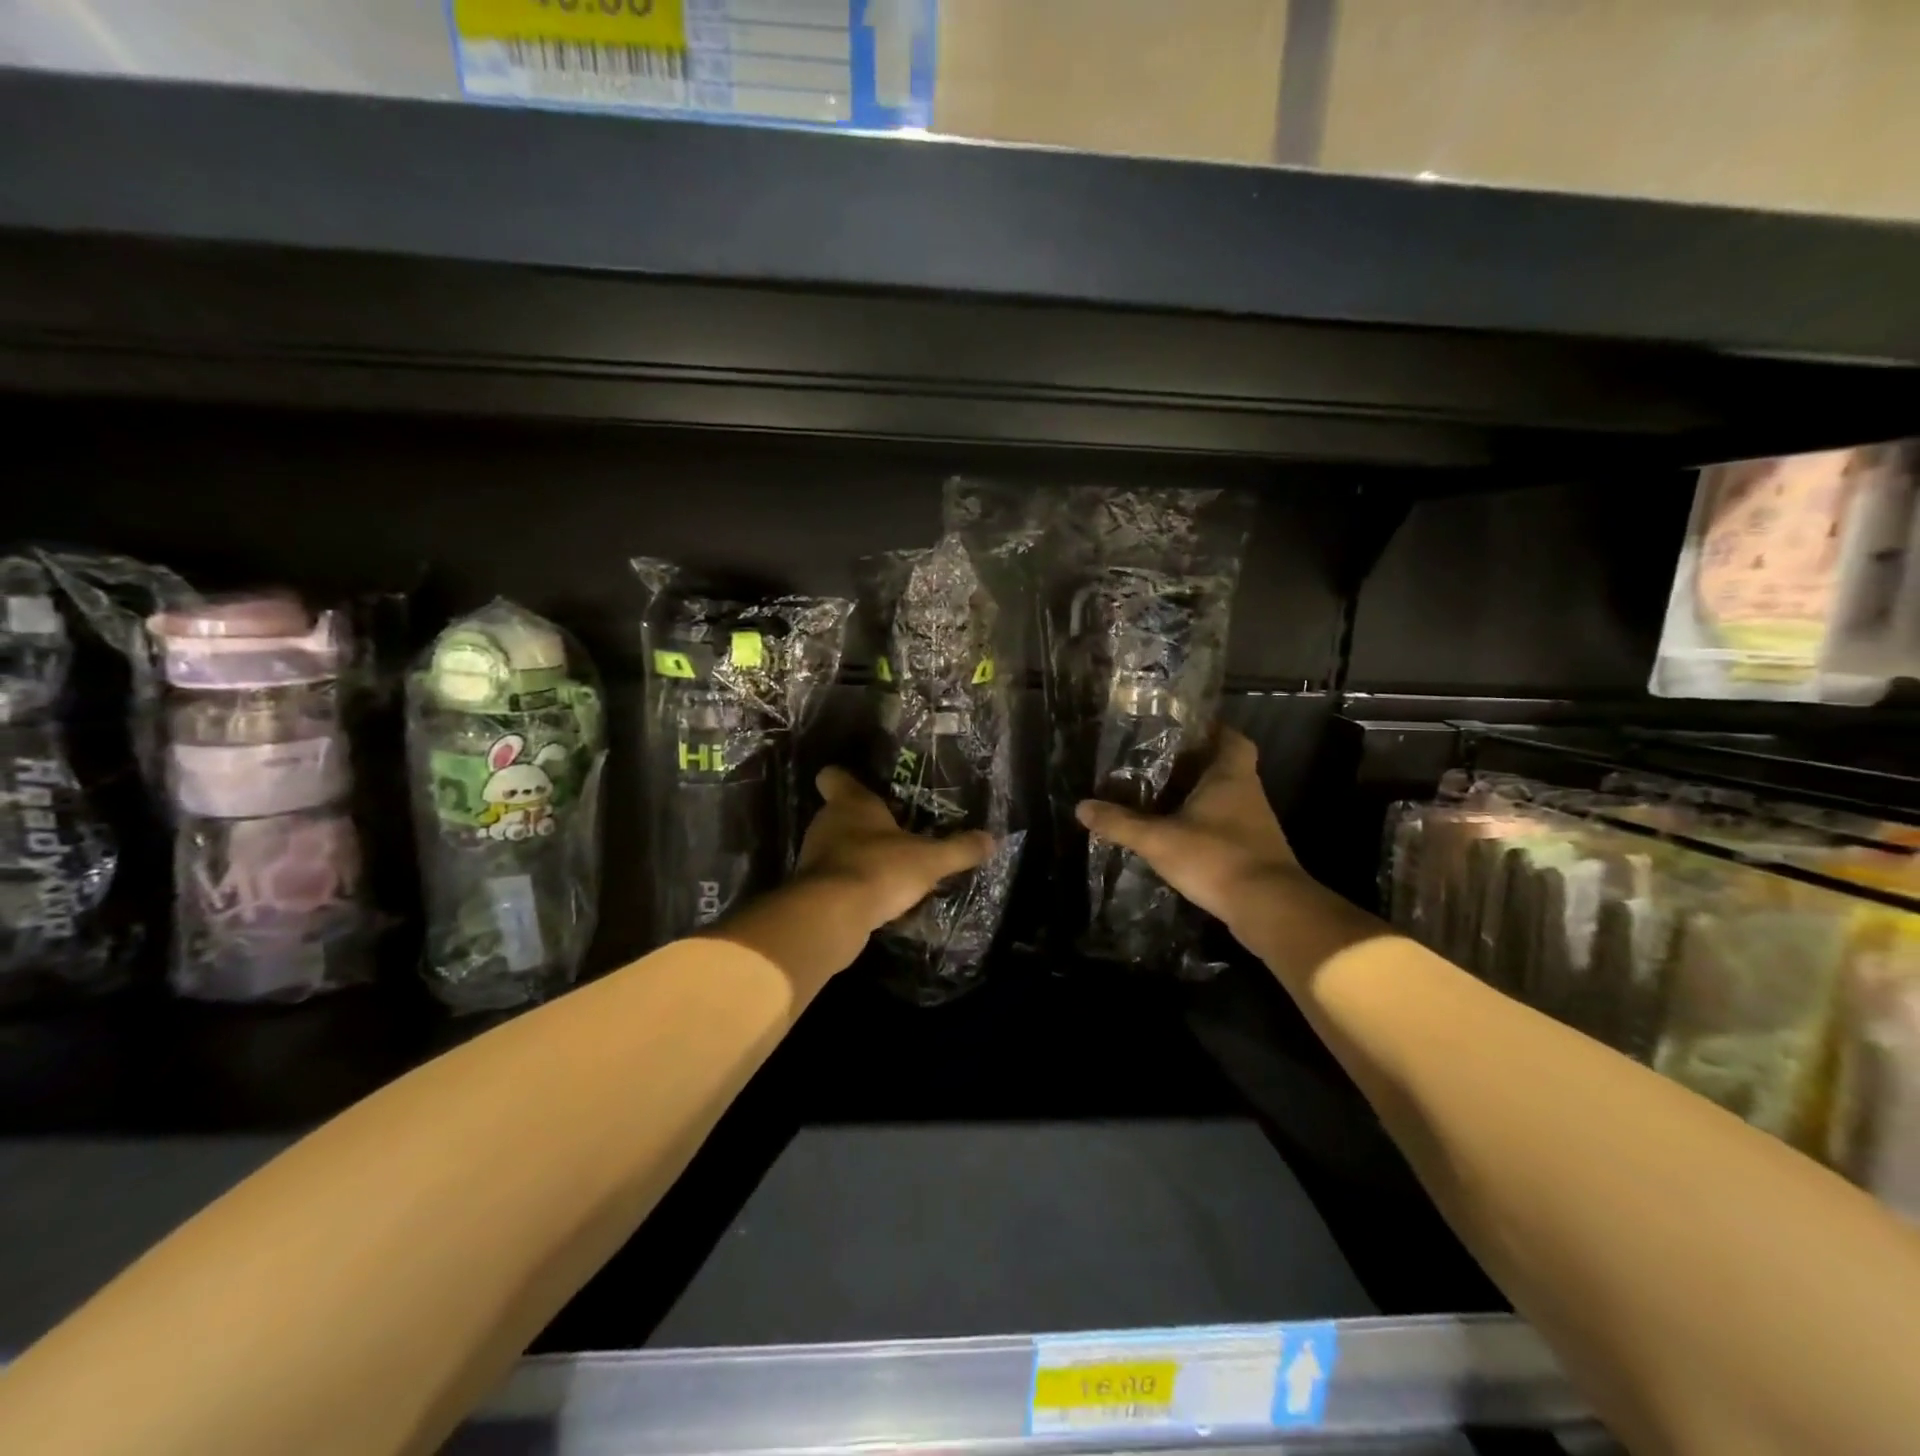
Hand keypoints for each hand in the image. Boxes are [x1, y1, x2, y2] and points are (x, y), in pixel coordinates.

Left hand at [797, 767, 995, 933]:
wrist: (831, 917)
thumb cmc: (878, 869)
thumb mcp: (929, 860)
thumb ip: (959, 849)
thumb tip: (992, 839)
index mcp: (850, 803)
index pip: (834, 776)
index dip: (847, 779)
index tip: (866, 786)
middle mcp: (826, 824)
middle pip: (840, 813)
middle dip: (866, 823)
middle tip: (897, 832)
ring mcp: (814, 857)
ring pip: (838, 847)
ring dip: (860, 855)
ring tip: (893, 867)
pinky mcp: (813, 889)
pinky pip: (837, 878)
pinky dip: (854, 884)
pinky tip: (879, 897)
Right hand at [1075, 728, 1298, 935]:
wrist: (1269, 907)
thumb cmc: (1216, 857)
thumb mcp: (1159, 839)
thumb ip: (1121, 823)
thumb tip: (1081, 807)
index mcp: (1231, 776)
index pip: (1231, 738)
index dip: (1212, 730)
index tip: (1184, 731)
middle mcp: (1248, 793)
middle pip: (1226, 767)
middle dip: (1198, 765)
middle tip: (1161, 765)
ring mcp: (1256, 824)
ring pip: (1227, 798)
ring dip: (1201, 797)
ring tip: (1163, 798)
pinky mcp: (1255, 852)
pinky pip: (1228, 827)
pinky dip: (1207, 826)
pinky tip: (1182, 835)